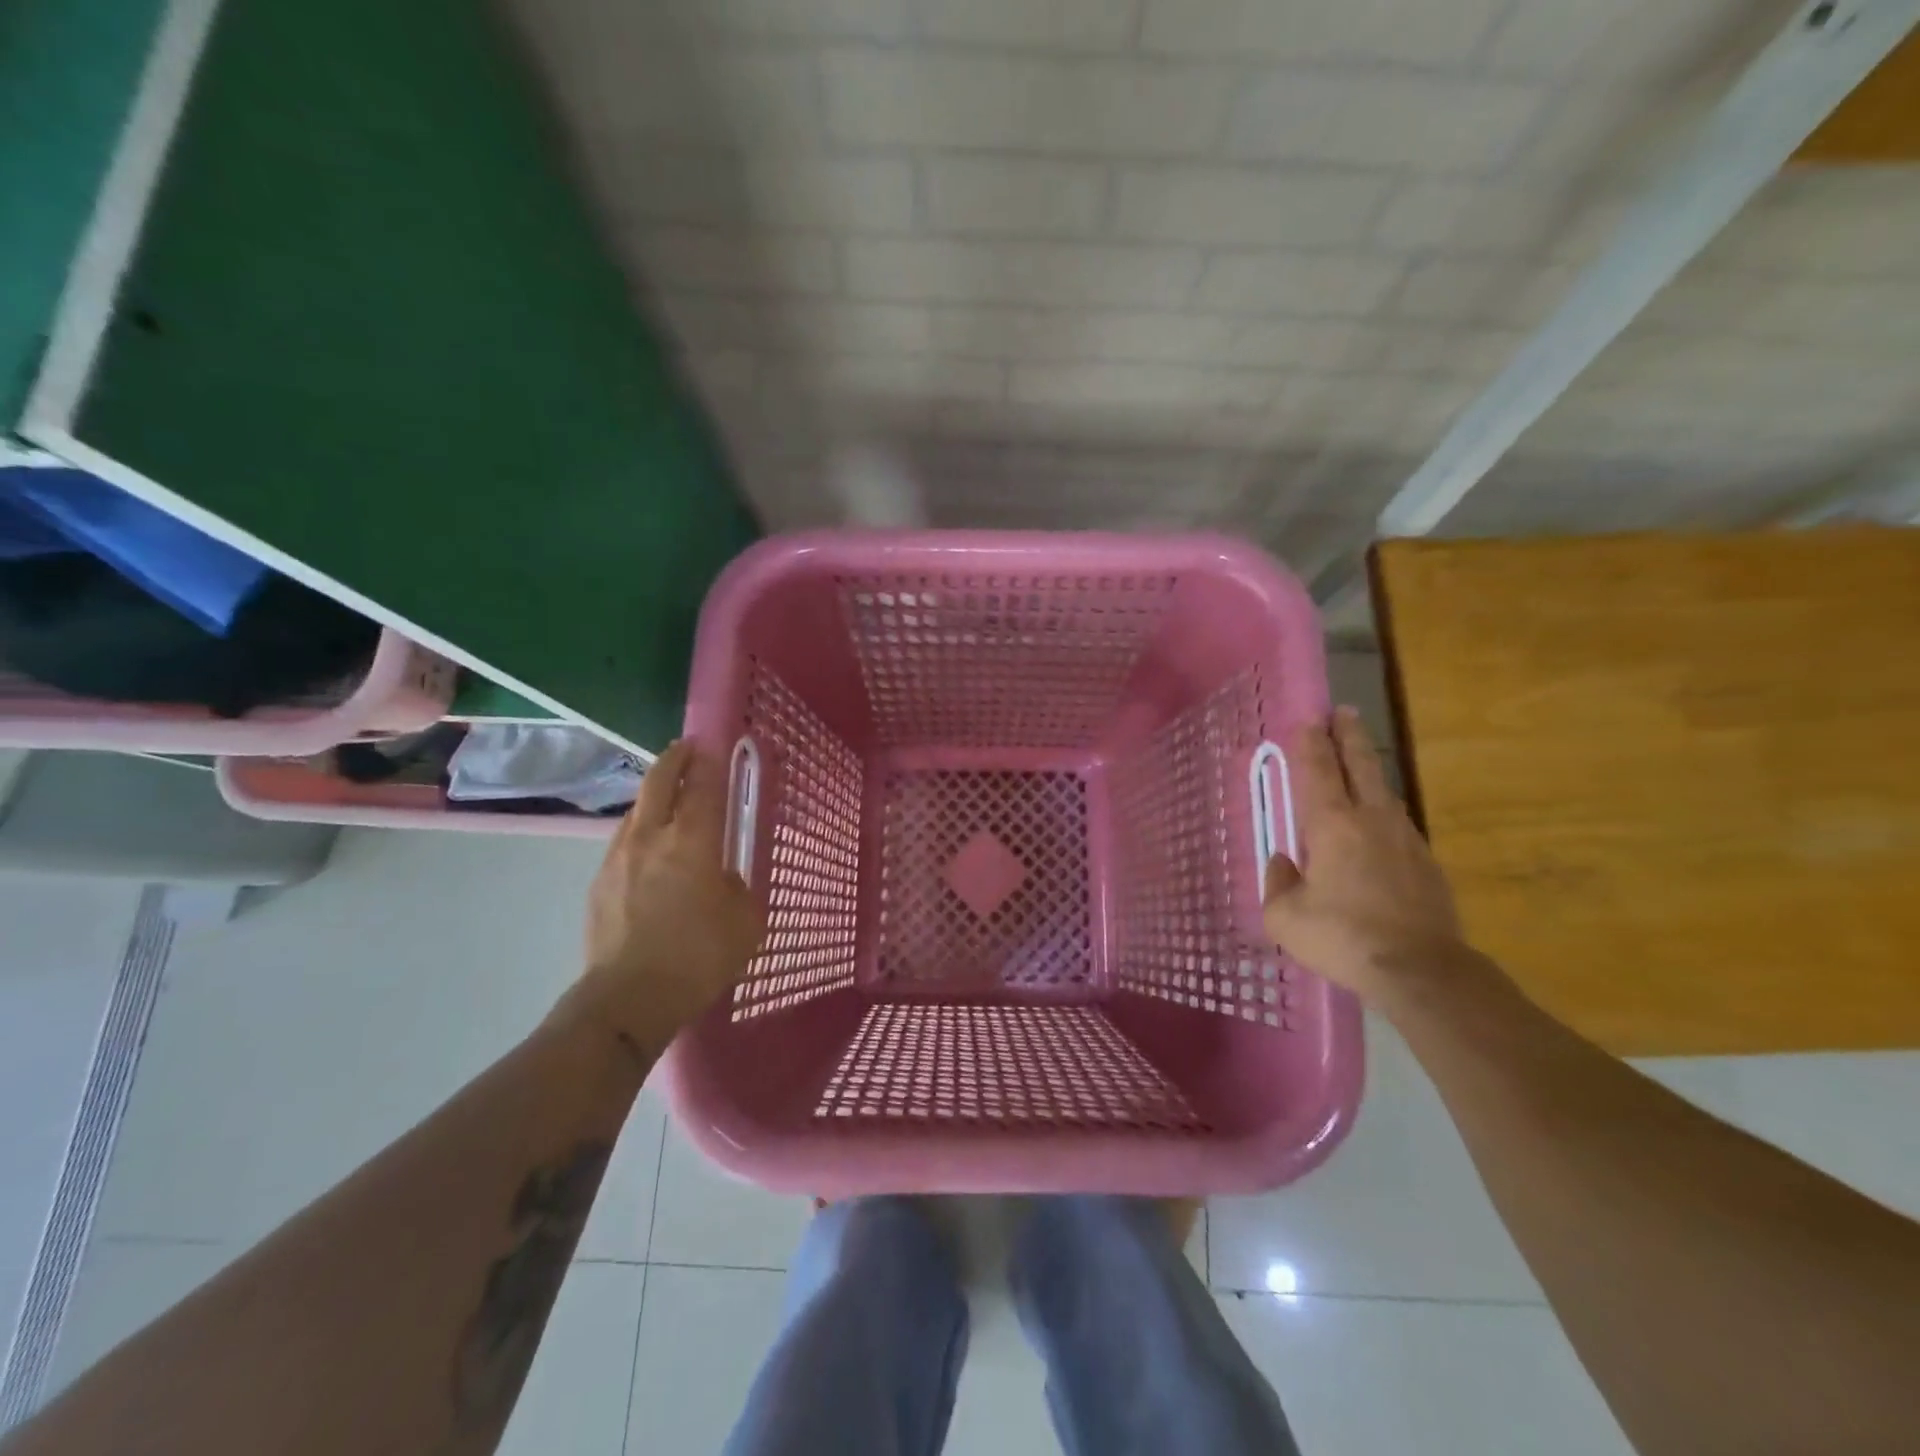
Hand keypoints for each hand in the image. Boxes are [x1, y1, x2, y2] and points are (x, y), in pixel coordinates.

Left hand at [571, 740, 764, 1051]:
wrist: (628, 999)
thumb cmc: (698, 957)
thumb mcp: (745, 921)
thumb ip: (737, 887)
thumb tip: (722, 877)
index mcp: (692, 840)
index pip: (702, 786)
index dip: (710, 763)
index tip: (715, 747)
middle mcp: (651, 836)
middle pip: (659, 781)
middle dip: (674, 760)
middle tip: (687, 752)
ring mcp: (618, 857)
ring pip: (636, 808)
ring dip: (654, 794)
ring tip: (669, 798)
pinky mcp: (599, 882)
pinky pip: (624, 840)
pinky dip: (640, 829)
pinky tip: (649, 847)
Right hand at [1263, 708, 1465, 1002]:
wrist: (1420, 970)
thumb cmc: (1342, 937)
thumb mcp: (1285, 918)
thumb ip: (1277, 884)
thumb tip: (1284, 864)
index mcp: (1331, 825)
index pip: (1317, 771)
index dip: (1311, 743)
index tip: (1309, 719)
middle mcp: (1370, 820)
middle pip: (1360, 765)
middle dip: (1349, 735)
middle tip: (1344, 711)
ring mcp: (1405, 840)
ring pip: (1384, 791)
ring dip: (1369, 769)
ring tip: (1360, 761)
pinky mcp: (1427, 864)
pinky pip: (1399, 824)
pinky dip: (1384, 811)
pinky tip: (1380, 822)